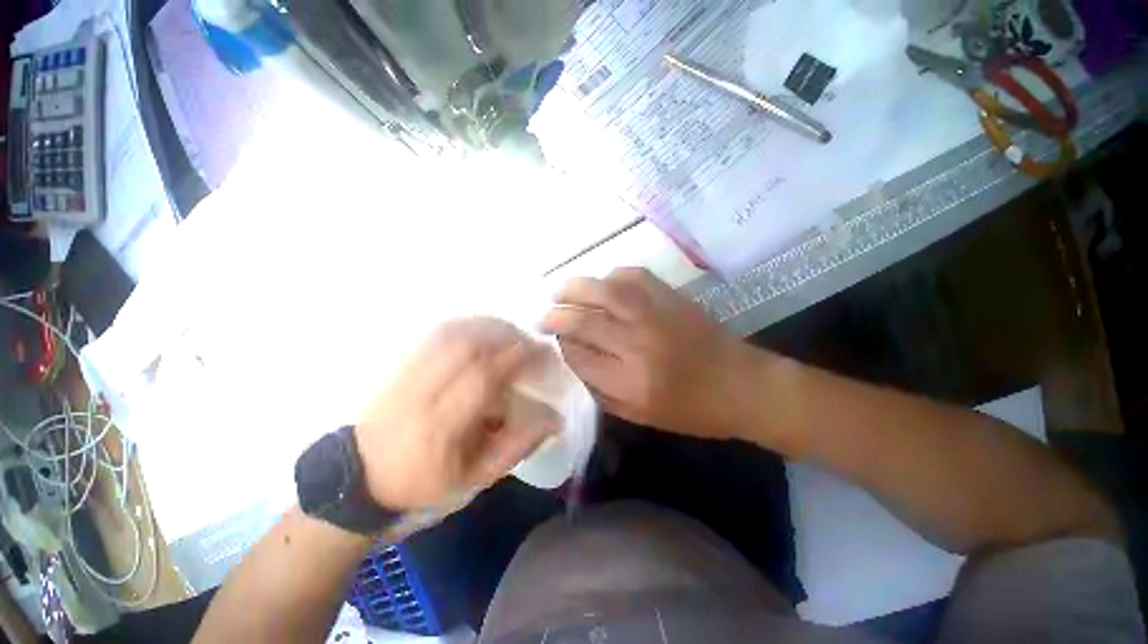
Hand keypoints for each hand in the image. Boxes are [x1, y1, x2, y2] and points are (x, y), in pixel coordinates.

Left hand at [354, 318, 559, 511]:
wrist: (362, 477)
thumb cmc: (426, 481)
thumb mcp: (476, 477)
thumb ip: (518, 446)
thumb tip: (556, 419)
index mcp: (441, 428)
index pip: (484, 377)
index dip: (518, 358)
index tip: (544, 353)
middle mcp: (421, 394)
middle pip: (468, 345)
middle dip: (508, 336)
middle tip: (532, 341)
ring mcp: (406, 373)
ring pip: (452, 332)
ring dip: (489, 326)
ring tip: (514, 333)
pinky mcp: (400, 364)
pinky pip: (436, 332)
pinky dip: (467, 324)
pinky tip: (485, 329)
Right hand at [541, 268, 752, 439]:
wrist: (744, 385)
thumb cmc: (692, 411)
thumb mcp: (641, 416)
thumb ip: (601, 390)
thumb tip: (572, 361)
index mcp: (630, 383)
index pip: (579, 358)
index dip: (560, 347)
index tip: (549, 341)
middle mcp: (639, 345)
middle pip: (585, 323)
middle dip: (557, 317)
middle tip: (542, 315)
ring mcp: (657, 315)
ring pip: (605, 292)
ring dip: (575, 288)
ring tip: (558, 291)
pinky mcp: (672, 298)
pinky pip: (634, 276)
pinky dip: (611, 276)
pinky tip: (602, 283)